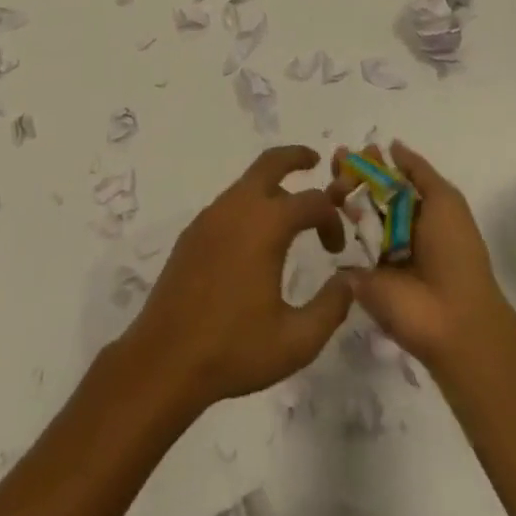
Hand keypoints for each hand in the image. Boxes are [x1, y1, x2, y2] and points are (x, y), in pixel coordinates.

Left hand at [124, 145, 351, 409]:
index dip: (332, 219)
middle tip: (314, 161)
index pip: (312, 202)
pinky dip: (249, 205)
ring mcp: (210, 216)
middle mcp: (237, 207)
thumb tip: (349, 280)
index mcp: (266, 225)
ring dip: (272, 187)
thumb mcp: (296, 340)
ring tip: (290, 213)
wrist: (166, 358)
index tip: (336, 251)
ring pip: (247, 183)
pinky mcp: (193, 232)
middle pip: (270, 162)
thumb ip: (330, 307)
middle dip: (295, 157)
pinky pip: (229, 204)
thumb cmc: (235, 348)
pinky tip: (254, 239)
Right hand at [328, 140, 515, 371]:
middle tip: (337, 162)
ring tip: (334, 185)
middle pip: (368, 193)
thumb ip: (418, 171)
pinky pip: (342, 245)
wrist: (452, 318)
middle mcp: (398, 229)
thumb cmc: (454, 252)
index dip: (372, 163)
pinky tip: (325, 207)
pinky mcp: (360, 275)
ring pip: (353, 214)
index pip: (390, 179)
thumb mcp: (445, 200)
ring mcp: (377, 253)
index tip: (355, 150)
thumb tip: (392, 145)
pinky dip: (332, 226)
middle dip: (351, 173)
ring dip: (341, 194)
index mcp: (420, 211)